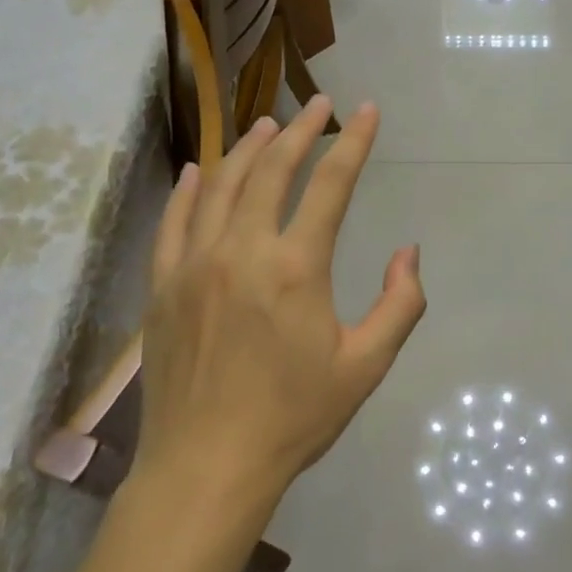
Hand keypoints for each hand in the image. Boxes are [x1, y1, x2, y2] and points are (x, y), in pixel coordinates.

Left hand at [132, 96, 425, 502]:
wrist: (207, 468)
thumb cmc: (293, 418)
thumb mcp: (365, 366)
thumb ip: (399, 304)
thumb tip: (407, 252)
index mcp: (296, 268)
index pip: (331, 185)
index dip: (354, 142)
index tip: (367, 110)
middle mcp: (243, 251)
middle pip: (272, 170)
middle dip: (301, 130)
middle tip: (319, 104)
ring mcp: (195, 264)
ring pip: (220, 185)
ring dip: (247, 148)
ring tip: (267, 124)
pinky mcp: (163, 286)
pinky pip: (173, 222)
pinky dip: (188, 190)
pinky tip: (197, 171)